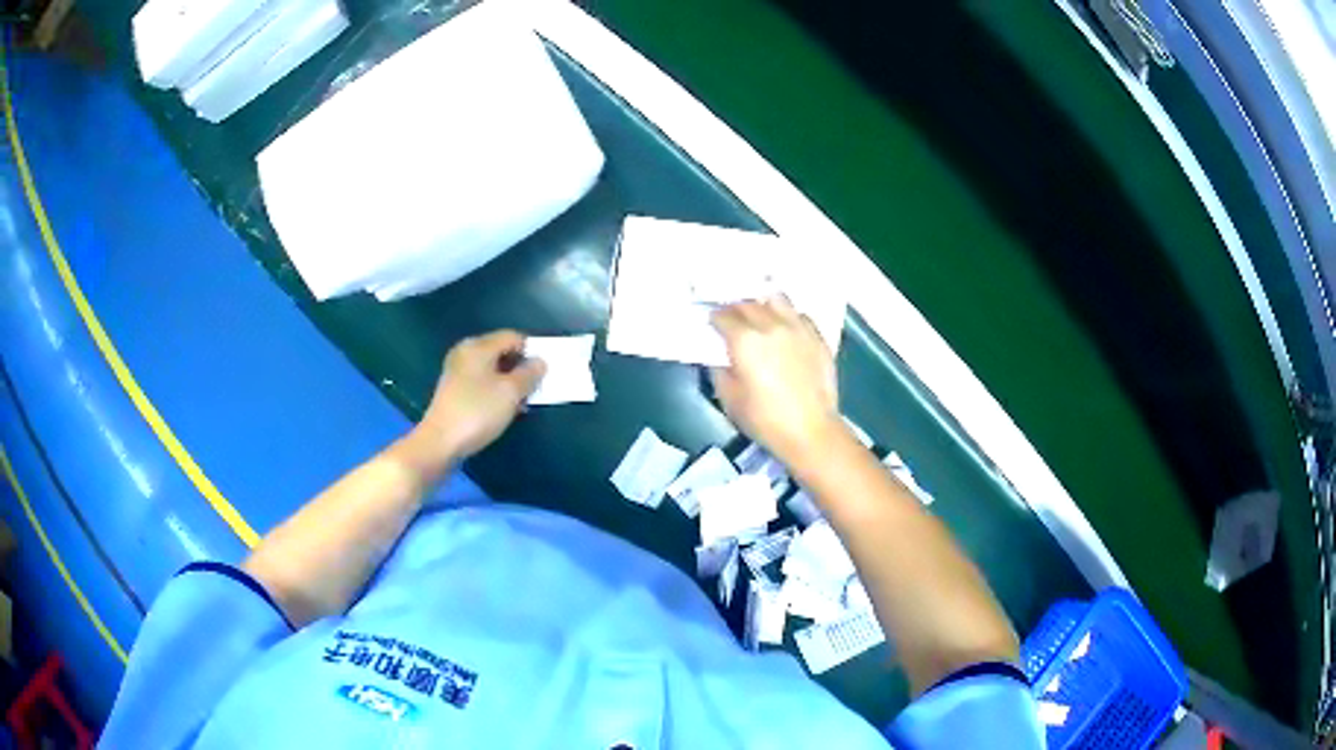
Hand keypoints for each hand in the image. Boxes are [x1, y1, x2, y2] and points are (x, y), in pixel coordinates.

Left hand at [411, 330, 545, 464]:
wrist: (440, 442)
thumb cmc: (477, 412)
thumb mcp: (511, 392)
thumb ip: (529, 374)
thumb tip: (539, 361)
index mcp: (478, 346)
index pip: (512, 337)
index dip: (531, 350)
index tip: (544, 371)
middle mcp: (465, 352)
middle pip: (500, 351)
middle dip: (520, 367)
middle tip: (535, 387)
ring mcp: (457, 371)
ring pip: (491, 369)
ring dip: (508, 381)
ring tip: (522, 401)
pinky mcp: (453, 390)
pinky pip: (481, 382)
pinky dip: (494, 390)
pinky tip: (502, 408)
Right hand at [710, 298, 842, 466]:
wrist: (811, 430)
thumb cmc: (765, 419)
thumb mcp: (729, 399)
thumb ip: (720, 371)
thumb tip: (720, 357)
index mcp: (745, 340)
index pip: (723, 316)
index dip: (714, 318)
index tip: (712, 325)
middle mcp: (771, 325)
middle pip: (748, 304)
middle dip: (736, 309)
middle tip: (732, 320)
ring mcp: (797, 328)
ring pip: (776, 299)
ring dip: (763, 305)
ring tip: (760, 316)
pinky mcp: (817, 337)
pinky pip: (799, 315)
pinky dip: (788, 316)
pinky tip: (786, 328)